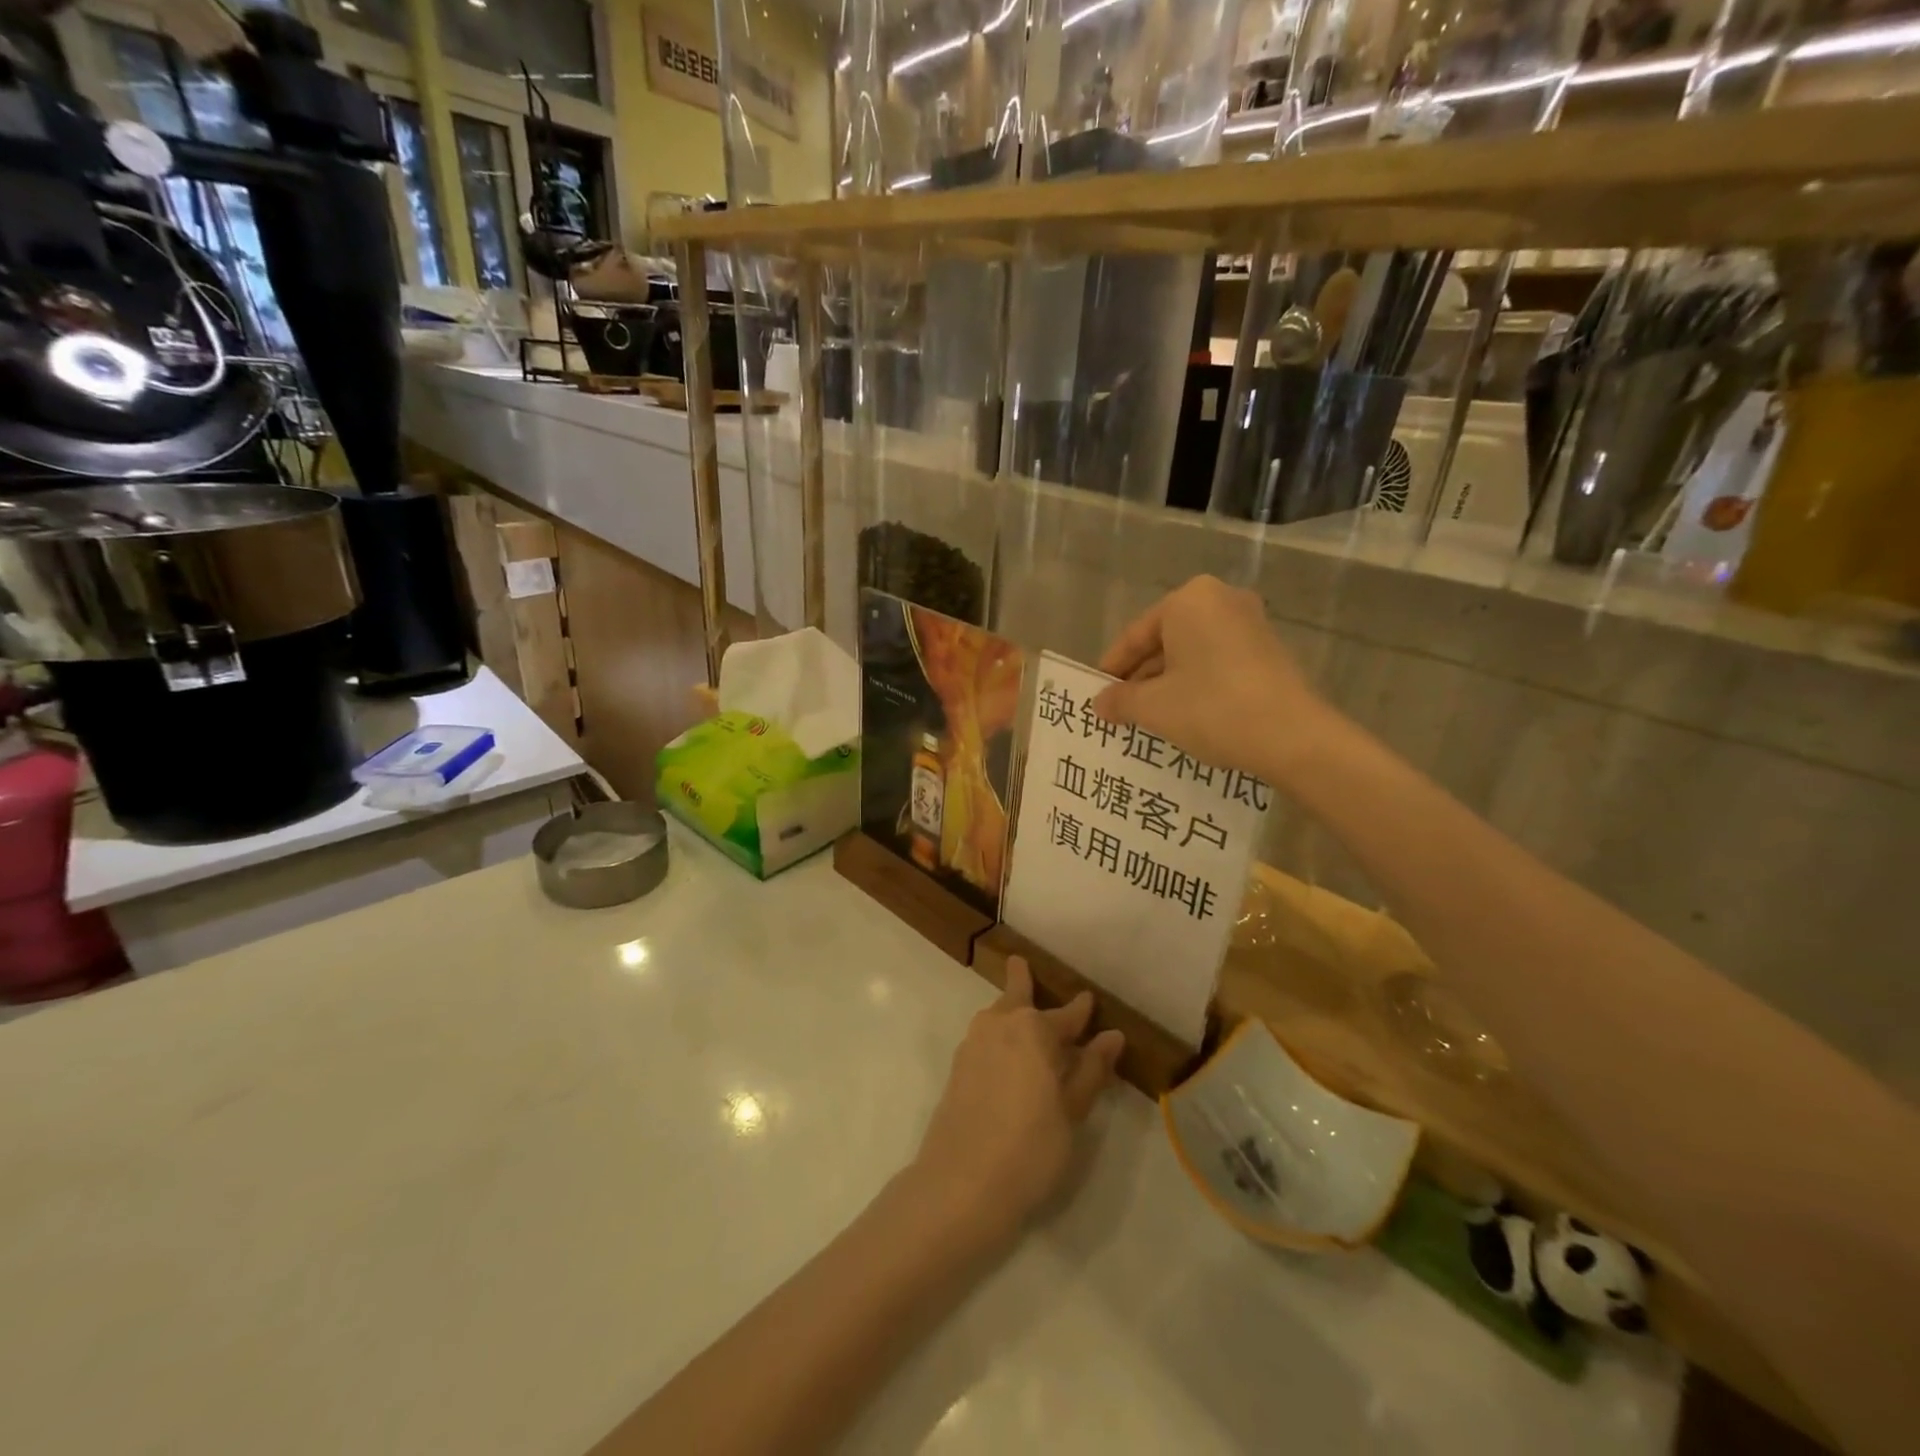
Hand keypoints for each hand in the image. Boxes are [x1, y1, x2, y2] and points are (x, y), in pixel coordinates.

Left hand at [911, 959, 1123, 1243]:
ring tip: (1017, 1008)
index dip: (1081, 1010)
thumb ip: (1090, 1071)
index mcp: (1033, 1030)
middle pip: (1016, 998)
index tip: (1089, 1000)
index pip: (1066, 1015)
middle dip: (1022, 981)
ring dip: (1007, 1009)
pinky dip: (996, 1034)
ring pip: (996, 1016)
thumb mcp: (1071, 1112)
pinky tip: (1004, 1053)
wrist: (960, 1184)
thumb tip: (1111, 1035)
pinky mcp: (957, 1068)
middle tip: (1020, 964)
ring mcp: (972, 1044)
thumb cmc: (1030, 1148)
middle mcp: (999, 1025)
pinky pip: (984, 1038)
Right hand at [1092, 575, 1338, 785]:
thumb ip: (1120, 700)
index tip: (1098, 695)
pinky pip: (1217, 662)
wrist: (1293, 737)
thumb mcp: (1153, 707)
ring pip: (1191, 653)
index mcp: (1189, 600)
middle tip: (1121, 710)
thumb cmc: (1212, 708)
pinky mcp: (1269, 650)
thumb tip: (1100, 703)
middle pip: (1164, 641)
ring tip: (1149, 718)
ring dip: (1167, 684)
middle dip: (1141, 677)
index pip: (1135, 635)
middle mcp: (1221, 600)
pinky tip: (1186, 716)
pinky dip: (1197, 684)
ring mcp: (1250, 623)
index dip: (1112, 669)